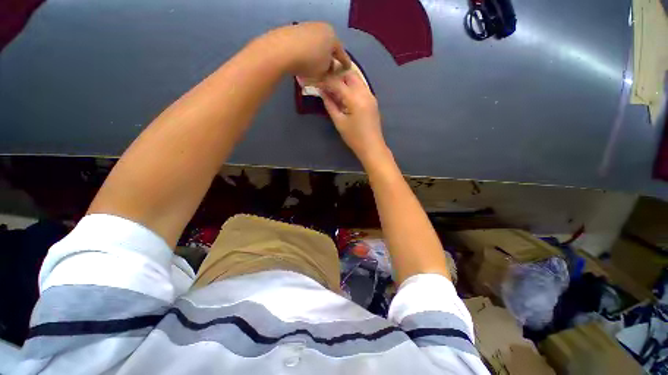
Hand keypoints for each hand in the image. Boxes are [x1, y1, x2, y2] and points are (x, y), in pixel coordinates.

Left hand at [263, 22, 350, 80]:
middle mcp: (322, 28)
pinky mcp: (295, 30)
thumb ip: (330, 70)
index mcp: (333, 37)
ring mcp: (308, 27)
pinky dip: (308, 52)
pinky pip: (306, 44)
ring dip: (318, 55)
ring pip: (317, 45)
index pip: (342, 53)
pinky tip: (304, 60)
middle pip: (329, 47)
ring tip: (315, 67)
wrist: (283, 49)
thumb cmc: (310, 62)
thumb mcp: (324, 70)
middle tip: (330, 68)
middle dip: (330, 58)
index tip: (347, 69)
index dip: (345, 63)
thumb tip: (329, 67)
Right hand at [318, 71, 387, 164]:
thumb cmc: (354, 137)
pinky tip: (344, 94)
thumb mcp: (339, 122)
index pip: (338, 83)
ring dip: (344, 80)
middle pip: (350, 74)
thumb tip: (322, 92)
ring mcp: (370, 95)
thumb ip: (330, 105)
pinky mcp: (372, 100)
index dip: (326, 81)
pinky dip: (351, 86)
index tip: (316, 81)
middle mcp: (365, 92)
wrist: (372, 146)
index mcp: (355, 99)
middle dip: (337, 75)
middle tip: (326, 82)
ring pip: (357, 79)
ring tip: (334, 88)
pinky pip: (361, 86)